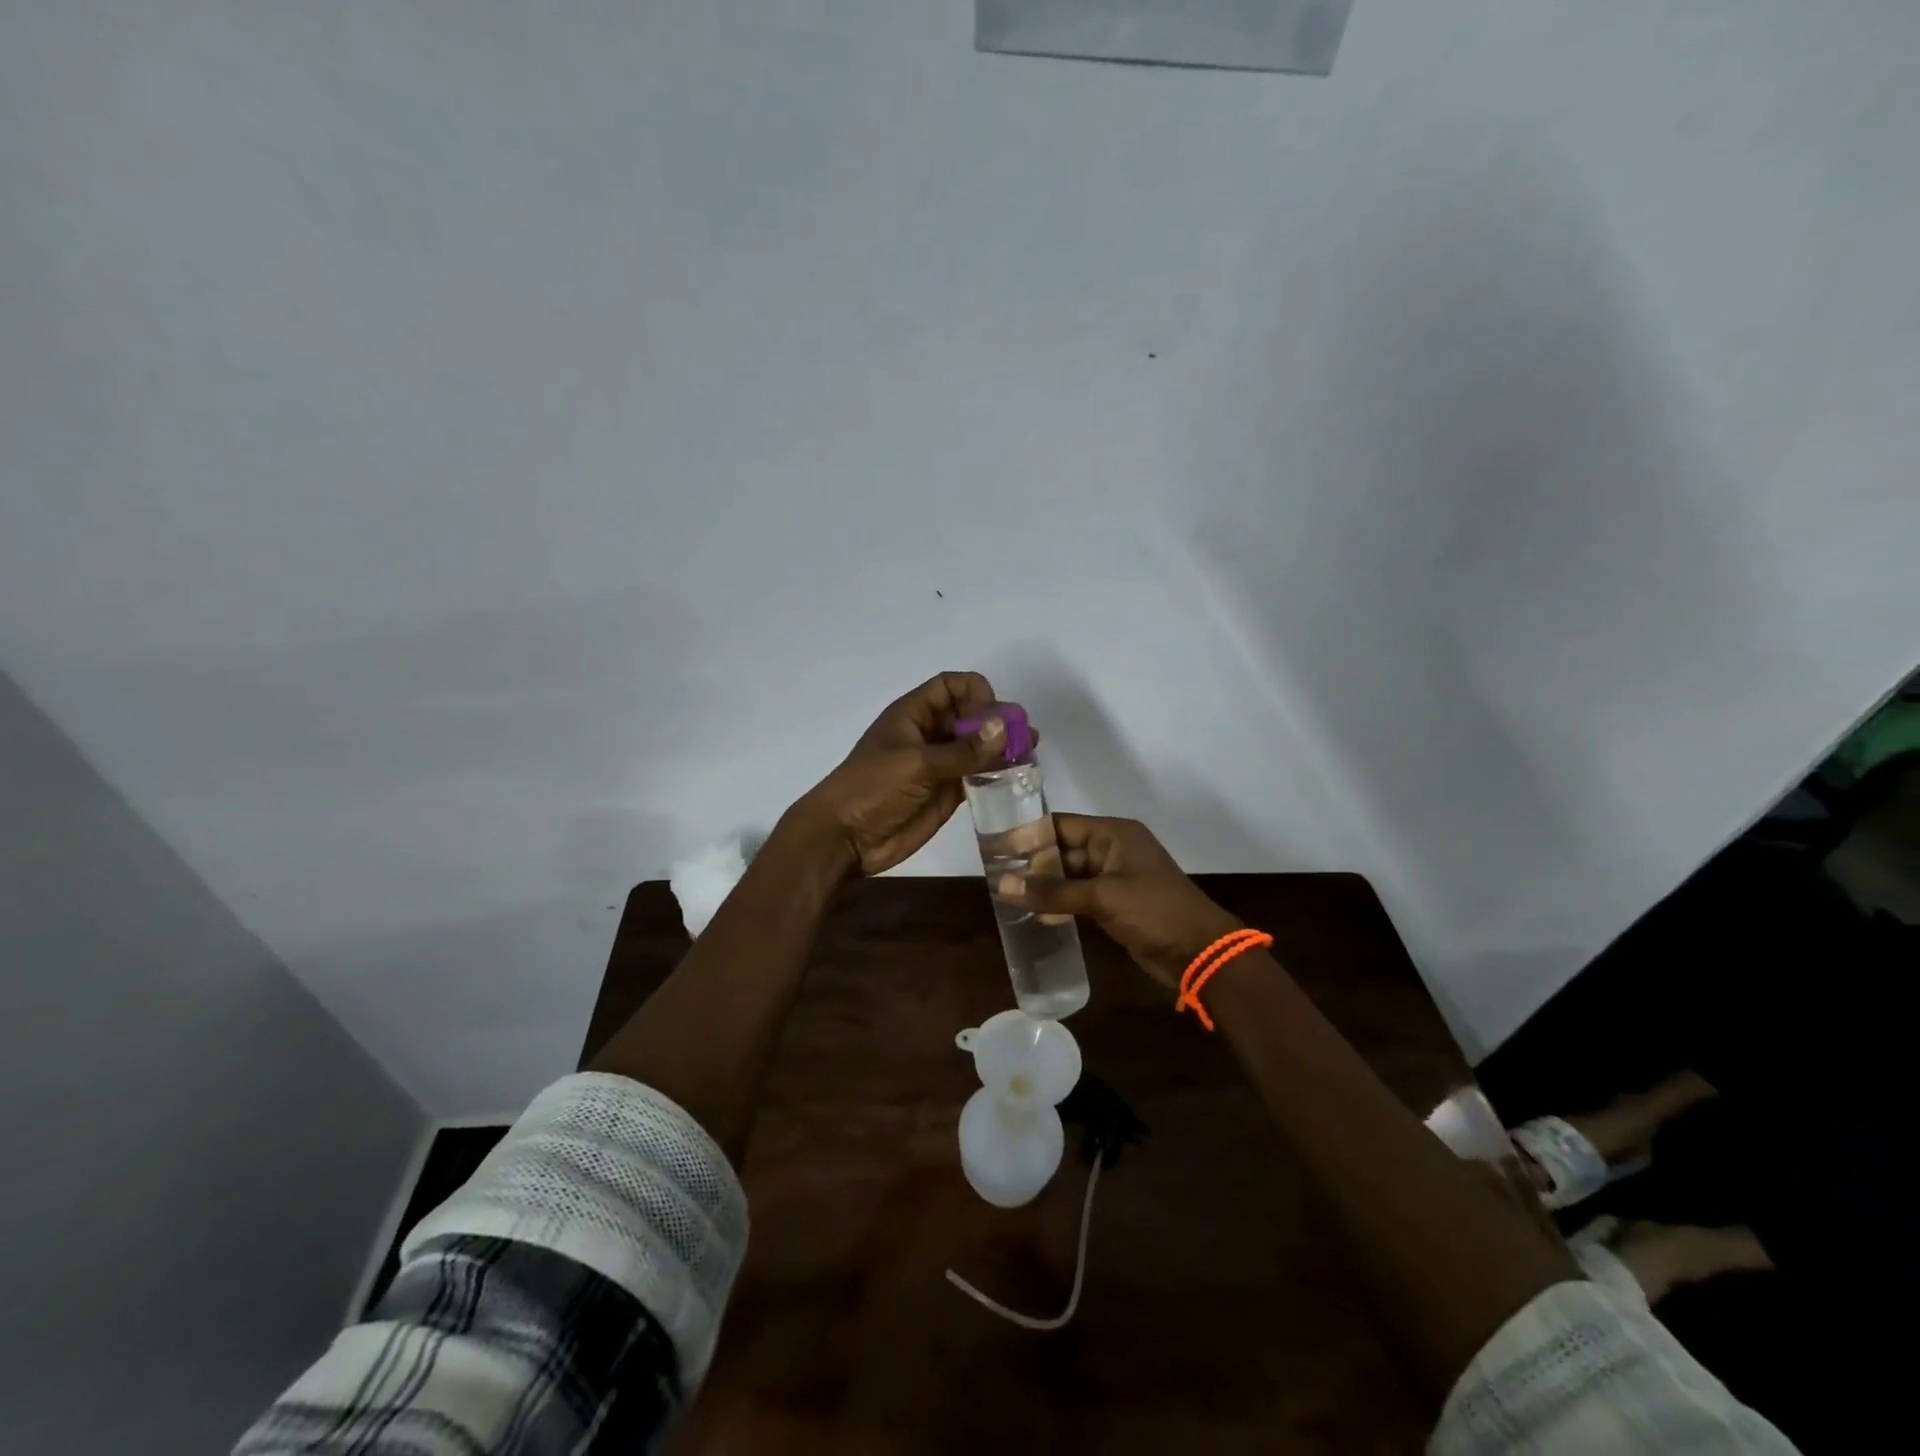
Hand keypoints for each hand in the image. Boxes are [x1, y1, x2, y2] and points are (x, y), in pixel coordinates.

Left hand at [791, 671, 1016, 876]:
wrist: (846, 837)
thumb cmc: (873, 788)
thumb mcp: (917, 764)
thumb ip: (963, 750)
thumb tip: (1006, 728)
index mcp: (913, 714)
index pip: (951, 686)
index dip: (975, 692)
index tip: (994, 715)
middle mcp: (929, 734)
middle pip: (970, 715)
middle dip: (997, 721)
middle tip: (1025, 737)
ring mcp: (939, 764)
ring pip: (977, 746)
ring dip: (1001, 748)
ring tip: (1029, 756)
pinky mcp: (946, 792)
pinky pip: (977, 775)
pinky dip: (996, 773)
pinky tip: (1016, 778)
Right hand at [998, 814, 1241, 989]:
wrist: (1199, 953)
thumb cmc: (1154, 911)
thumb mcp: (1102, 897)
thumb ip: (1053, 891)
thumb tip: (1003, 885)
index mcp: (1113, 834)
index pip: (1062, 825)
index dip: (1030, 834)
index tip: (995, 845)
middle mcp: (1112, 849)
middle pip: (1063, 849)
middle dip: (1033, 863)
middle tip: (995, 874)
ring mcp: (1115, 878)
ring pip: (1070, 875)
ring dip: (1044, 885)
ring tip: (1006, 893)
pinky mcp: (1115, 904)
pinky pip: (1079, 896)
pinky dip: (1059, 902)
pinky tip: (1034, 913)